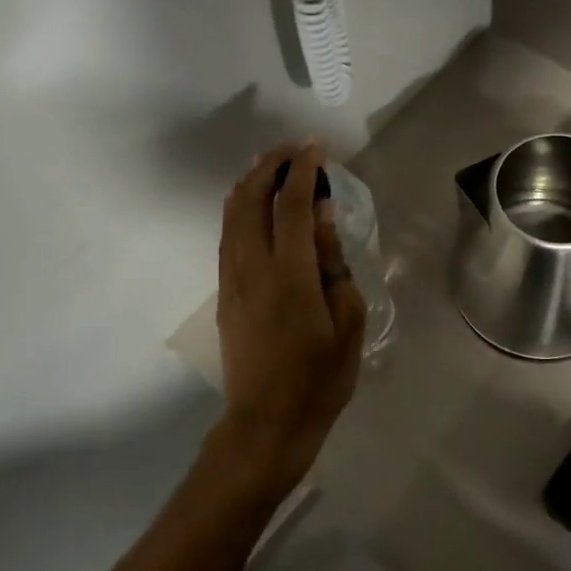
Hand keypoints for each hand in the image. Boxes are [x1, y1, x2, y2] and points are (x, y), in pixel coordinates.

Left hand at [210, 142, 366, 495]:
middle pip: (251, 200)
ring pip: (232, 216)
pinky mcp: (224, 294)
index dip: (303, 170)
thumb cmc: (319, 378)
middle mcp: (253, 268)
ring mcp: (232, 280)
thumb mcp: (346, 322)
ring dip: (250, 183)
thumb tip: (323, 215)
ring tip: (270, 165)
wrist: (267, 422)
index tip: (316, 147)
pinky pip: (227, 236)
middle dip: (270, 166)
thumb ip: (333, 263)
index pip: (292, 206)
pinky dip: (238, 209)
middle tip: (293, 150)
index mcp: (289, 275)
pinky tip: (249, 204)